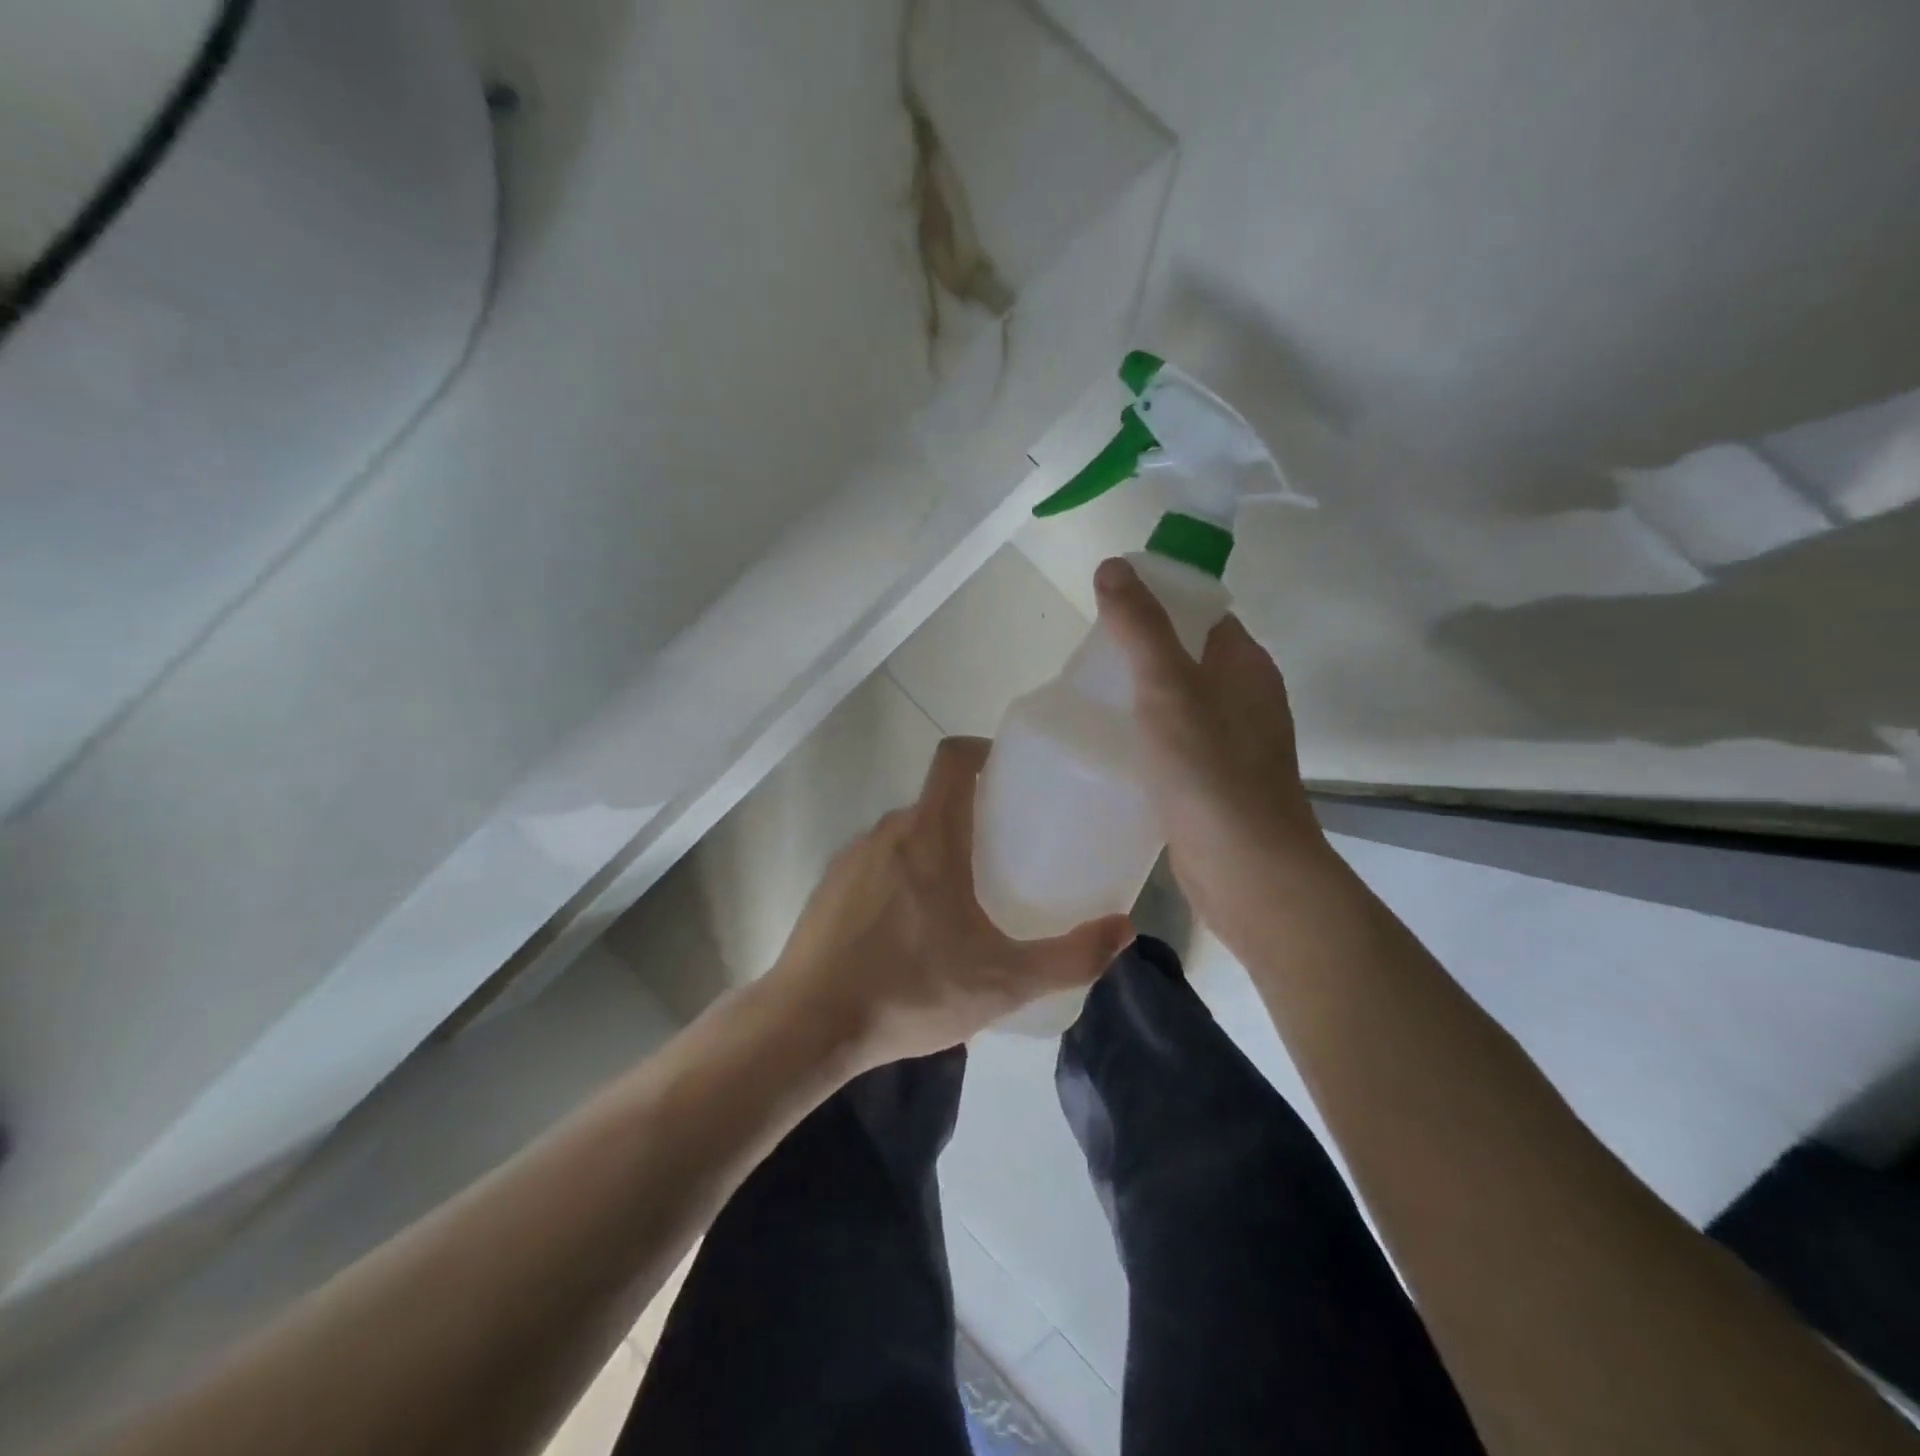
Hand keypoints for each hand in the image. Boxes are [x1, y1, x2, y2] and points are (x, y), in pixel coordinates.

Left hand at [767, 737, 1133, 1068]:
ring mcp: (851, 858)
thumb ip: (1071, 956)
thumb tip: (1126, 930)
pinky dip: (903, 876)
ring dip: (936, 848)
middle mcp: (886, 832)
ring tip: (964, 896)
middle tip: (1006, 851)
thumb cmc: (911, 990)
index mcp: (929, 834)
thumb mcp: (1004, 982)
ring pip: (906, 834)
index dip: (985, 751)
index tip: (1013, 776)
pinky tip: (914, 930)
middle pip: (936, 799)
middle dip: (972, 813)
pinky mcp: (829, 888)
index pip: (954, 757)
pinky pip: (877, 863)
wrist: (808, 1026)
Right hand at [1094, 557, 1334, 951]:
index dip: (1159, 603)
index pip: (1202, 613)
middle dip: (1140, 653)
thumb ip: (1140, 628)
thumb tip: (1114, 566)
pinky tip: (1113, 751)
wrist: (1248, 871)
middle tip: (1087, 662)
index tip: (1108, 615)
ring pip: (1181, 704)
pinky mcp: (1216, 783)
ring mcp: (1234, 744)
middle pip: (1187, 657)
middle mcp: (1246, 698)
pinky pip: (1177, 744)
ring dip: (1141, 699)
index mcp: (1245, 664)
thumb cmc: (1211, 772)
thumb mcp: (1169, 689)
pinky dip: (1148, 739)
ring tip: (1090, 701)